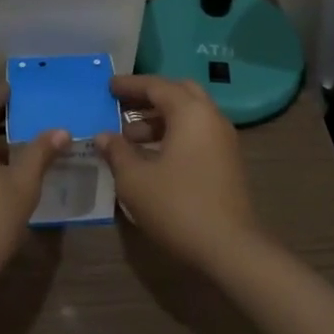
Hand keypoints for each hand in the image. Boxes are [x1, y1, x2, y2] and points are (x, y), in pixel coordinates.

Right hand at [96, 74, 263, 270]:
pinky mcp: (227, 162)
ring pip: (189, 115)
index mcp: (190, 112)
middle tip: (121, 106)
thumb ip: (117, 152)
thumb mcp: (135, 180)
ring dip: (159, 119)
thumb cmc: (178, 206)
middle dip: (148, 97)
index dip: (129, 85)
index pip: (157, 86)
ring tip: (129, 138)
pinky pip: (196, 134)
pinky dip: (173, 135)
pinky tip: (152, 156)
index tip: (108, 86)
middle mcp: (211, 118)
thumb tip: (104, 136)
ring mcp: (223, 140)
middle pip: (178, 93)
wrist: (230, 248)